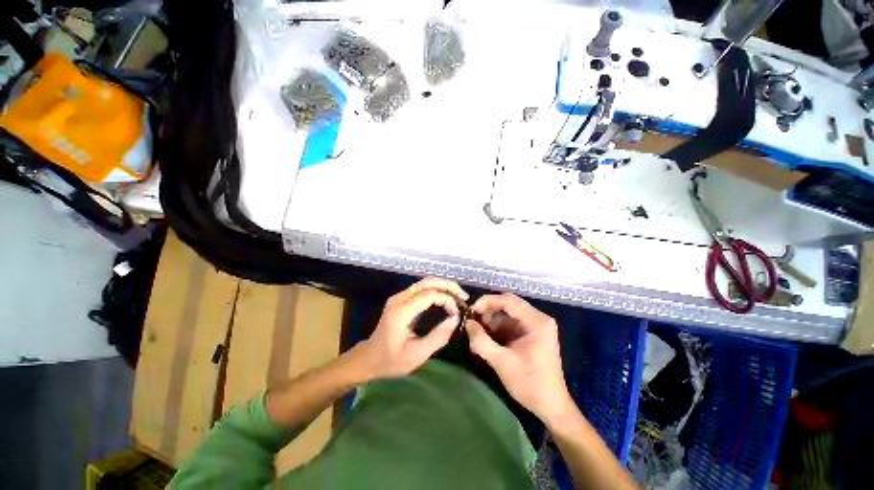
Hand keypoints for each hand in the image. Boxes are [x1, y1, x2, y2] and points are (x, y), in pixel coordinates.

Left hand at [353, 277, 467, 379]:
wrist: (369, 358)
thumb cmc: (391, 360)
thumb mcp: (417, 355)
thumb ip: (438, 337)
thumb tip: (456, 318)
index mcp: (402, 311)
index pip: (429, 294)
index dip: (446, 299)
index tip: (457, 312)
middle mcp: (400, 299)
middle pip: (427, 282)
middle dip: (448, 286)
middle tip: (464, 297)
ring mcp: (399, 297)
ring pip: (425, 282)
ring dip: (443, 286)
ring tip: (458, 297)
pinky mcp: (401, 299)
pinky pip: (421, 289)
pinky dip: (436, 290)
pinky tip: (445, 298)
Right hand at [466, 293, 573, 422]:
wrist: (551, 407)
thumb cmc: (529, 383)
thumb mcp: (501, 362)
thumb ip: (481, 341)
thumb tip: (467, 323)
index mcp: (536, 321)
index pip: (508, 300)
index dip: (487, 302)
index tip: (471, 311)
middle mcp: (538, 318)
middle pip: (508, 304)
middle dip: (488, 312)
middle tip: (473, 322)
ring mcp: (535, 326)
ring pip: (507, 314)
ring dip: (491, 322)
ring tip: (477, 334)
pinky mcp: (531, 334)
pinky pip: (510, 324)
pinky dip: (497, 329)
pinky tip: (486, 340)